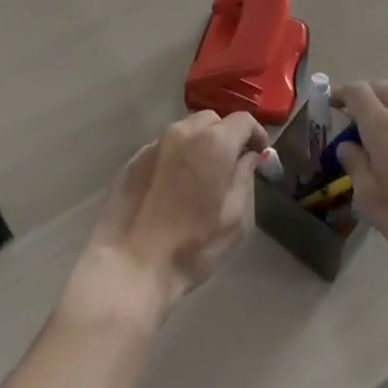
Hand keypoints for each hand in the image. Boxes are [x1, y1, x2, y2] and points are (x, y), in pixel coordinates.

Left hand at [63, 110, 266, 328]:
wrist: (128, 266)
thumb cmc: (190, 247)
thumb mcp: (232, 218)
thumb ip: (244, 178)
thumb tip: (248, 157)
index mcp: (214, 143)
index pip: (243, 120)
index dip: (256, 134)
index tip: (259, 155)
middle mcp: (183, 132)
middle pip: (212, 120)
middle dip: (226, 136)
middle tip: (229, 166)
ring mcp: (154, 143)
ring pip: (185, 130)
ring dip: (199, 144)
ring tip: (200, 176)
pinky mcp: (132, 159)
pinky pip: (163, 147)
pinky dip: (176, 156)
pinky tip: (173, 186)